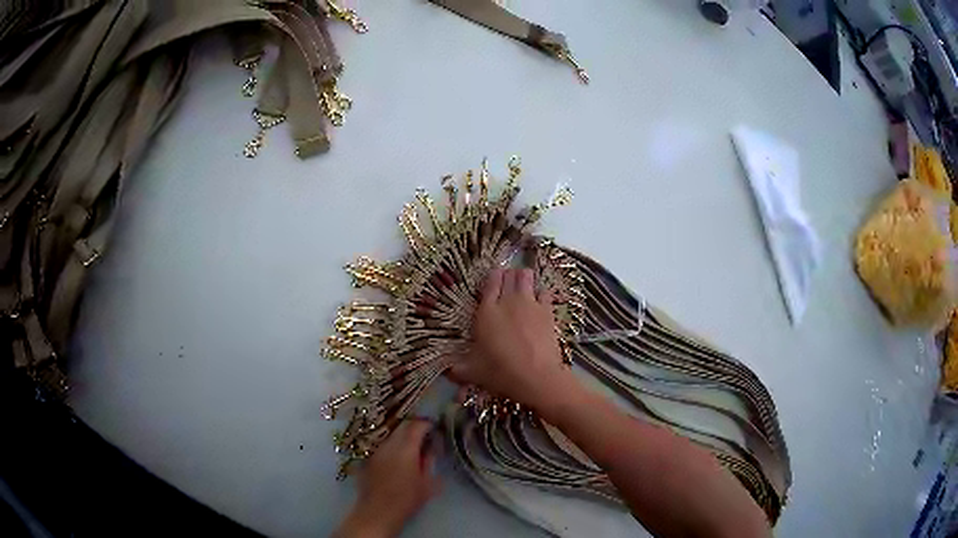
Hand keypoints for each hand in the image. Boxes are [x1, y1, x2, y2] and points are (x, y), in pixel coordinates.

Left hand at [334, 420, 440, 537]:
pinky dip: (391, 445)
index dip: (426, 424)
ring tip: (411, 447)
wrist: (377, 512)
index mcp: (405, 449)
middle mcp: (388, 444)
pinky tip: (396, 457)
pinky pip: (382, 444)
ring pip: (391, 434)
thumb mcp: (427, 483)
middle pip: (402, 426)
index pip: (416, 426)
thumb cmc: (406, 500)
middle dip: (414, 427)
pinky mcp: (368, 458)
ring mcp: (376, 450)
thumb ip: (429, 462)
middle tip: (424, 436)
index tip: (434, 428)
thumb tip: (430, 449)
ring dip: (402, 436)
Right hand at [450, 268, 580, 418]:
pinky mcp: (547, 311)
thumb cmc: (500, 372)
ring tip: (523, 285)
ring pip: (527, 277)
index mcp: (486, 311)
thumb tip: (446, 371)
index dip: (493, 277)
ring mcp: (529, 303)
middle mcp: (507, 301)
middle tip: (508, 284)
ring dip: (524, 278)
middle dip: (509, 275)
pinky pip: (544, 292)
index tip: (494, 279)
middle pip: (509, 275)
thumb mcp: (473, 371)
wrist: (535, 376)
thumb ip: (458, 368)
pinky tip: (540, 301)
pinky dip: (541, 293)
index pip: (490, 282)